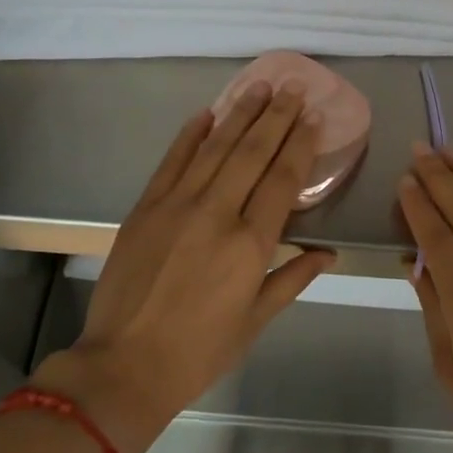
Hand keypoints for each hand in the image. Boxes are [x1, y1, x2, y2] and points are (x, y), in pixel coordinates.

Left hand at [35, 81, 336, 452]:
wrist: (124, 365)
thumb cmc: (199, 351)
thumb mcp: (255, 321)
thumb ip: (292, 278)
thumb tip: (328, 253)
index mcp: (250, 245)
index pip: (283, 180)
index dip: (300, 145)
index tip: (313, 118)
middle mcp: (216, 214)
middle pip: (252, 153)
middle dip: (276, 117)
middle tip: (293, 88)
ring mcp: (176, 205)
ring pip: (215, 148)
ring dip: (239, 114)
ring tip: (259, 86)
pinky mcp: (145, 207)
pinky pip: (172, 161)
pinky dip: (190, 135)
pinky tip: (207, 114)